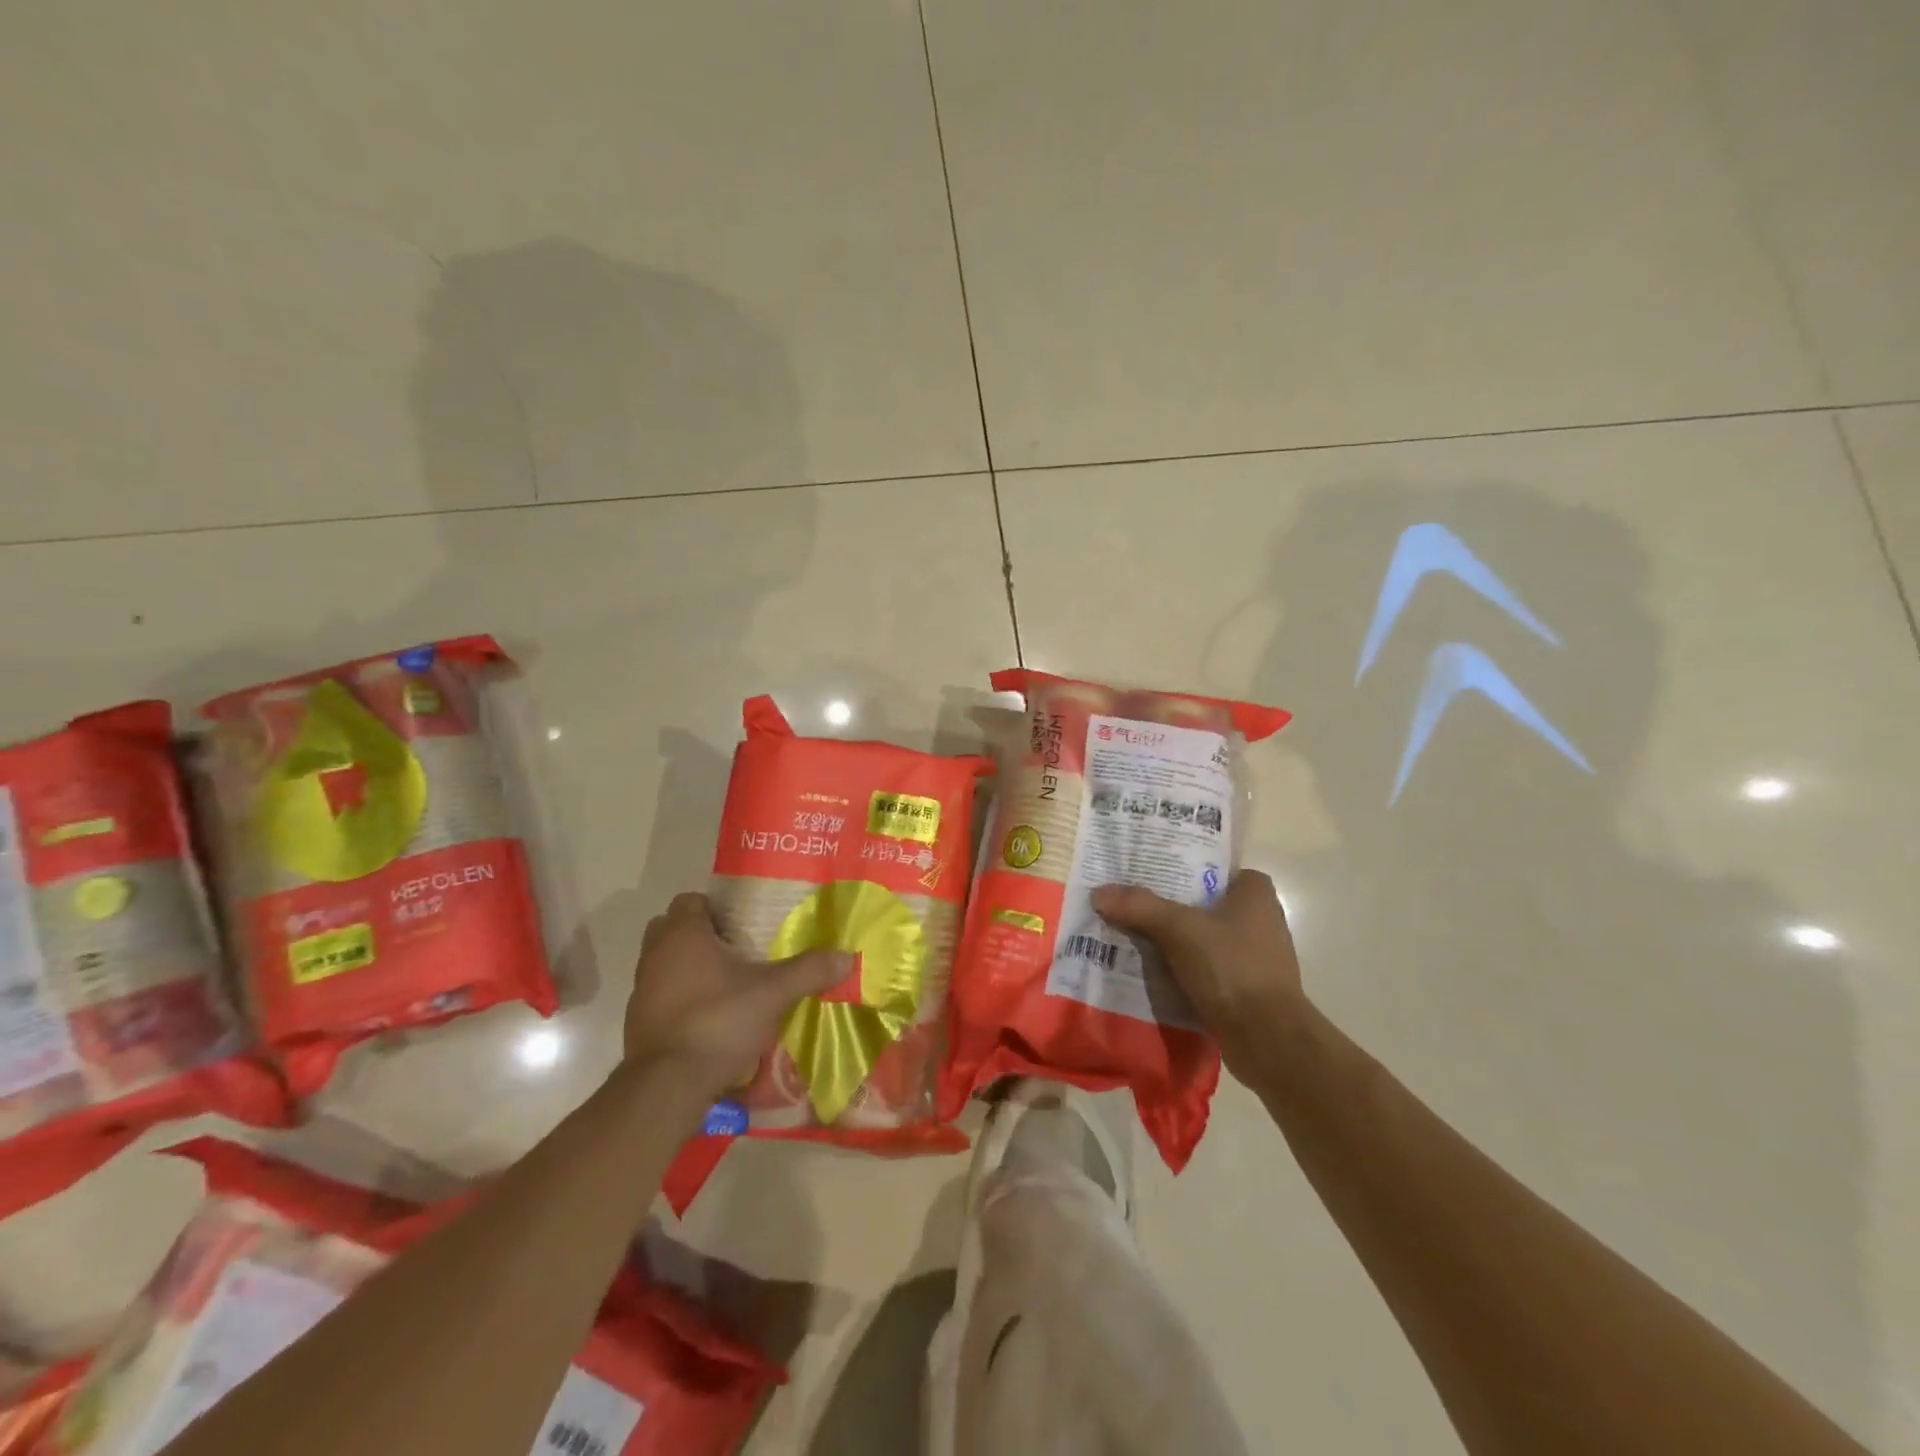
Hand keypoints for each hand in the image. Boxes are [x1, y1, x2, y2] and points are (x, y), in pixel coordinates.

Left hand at [624, 892, 851, 1100]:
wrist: (667, 1085)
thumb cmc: (718, 1021)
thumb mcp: (772, 993)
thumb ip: (808, 971)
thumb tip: (846, 957)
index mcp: (682, 934)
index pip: (690, 900)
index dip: (715, 907)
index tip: (742, 923)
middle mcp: (655, 954)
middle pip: (672, 928)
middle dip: (700, 935)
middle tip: (736, 949)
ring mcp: (641, 989)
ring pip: (664, 963)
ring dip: (688, 967)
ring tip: (727, 983)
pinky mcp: (638, 1022)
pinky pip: (661, 995)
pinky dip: (681, 998)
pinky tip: (710, 1016)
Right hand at [1091, 870, 1306, 1081]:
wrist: (1267, 1040)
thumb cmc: (1232, 968)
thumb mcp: (1179, 930)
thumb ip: (1140, 907)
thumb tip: (1099, 892)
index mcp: (1256, 895)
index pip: (1215, 868)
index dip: (1183, 867)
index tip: (1150, 871)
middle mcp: (1260, 921)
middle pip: (1203, 904)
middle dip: (1169, 905)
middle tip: (1130, 902)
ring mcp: (1254, 958)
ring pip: (1202, 938)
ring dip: (1172, 940)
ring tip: (1131, 935)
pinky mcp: (1245, 989)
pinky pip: (1205, 969)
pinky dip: (1181, 969)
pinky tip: (1150, 971)